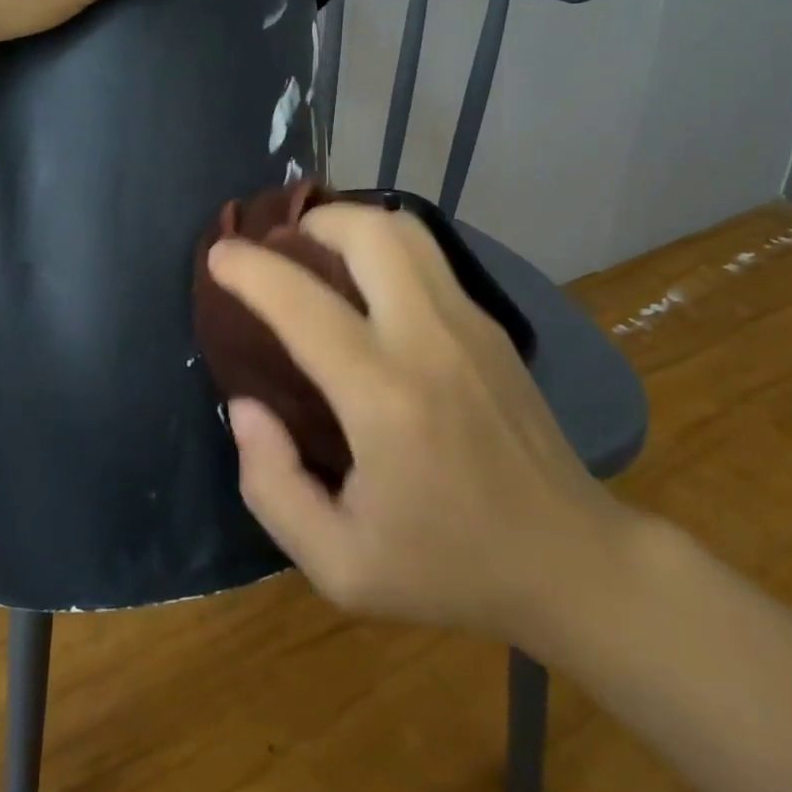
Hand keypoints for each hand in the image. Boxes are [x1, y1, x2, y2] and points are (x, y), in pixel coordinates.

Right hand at [206, 203, 634, 640]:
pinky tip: (366, 289)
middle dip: (311, 224)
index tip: (218, 255)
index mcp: (385, 398)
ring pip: (404, 231)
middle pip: (368, 233)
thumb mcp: (339, 567)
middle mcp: (429, 339)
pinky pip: (427, 257)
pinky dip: (382, 249)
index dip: (250, 269)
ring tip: (319, 257)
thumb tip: (246, 406)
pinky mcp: (491, 325)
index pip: (303, 304)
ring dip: (350, 226)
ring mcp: (470, 323)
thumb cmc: (449, 568)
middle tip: (280, 251)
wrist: (572, 564)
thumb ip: (271, 485)